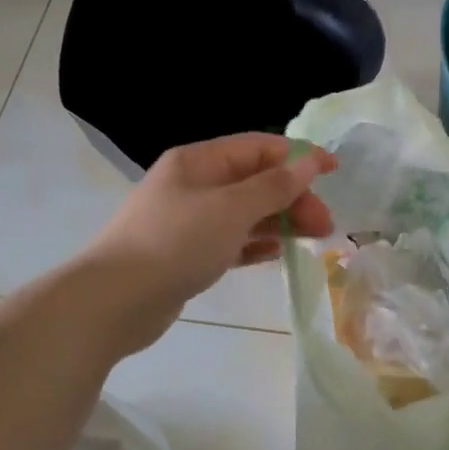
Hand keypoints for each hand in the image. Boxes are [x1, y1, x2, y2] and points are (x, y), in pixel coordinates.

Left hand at [79, 134, 335, 355]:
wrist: (114, 302)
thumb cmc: (176, 243)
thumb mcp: (232, 209)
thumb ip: (274, 185)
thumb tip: (310, 160)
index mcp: (199, 161)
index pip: (258, 147)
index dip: (298, 156)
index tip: (334, 171)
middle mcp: (193, 185)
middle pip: (254, 181)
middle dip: (292, 197)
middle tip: (324, 225)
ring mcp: (188, 221)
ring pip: (245, 212)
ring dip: (279, 221)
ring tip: (312, 238)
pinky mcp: (186, 254)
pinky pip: (230, 241)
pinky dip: (254, 244)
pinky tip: (276, 254)